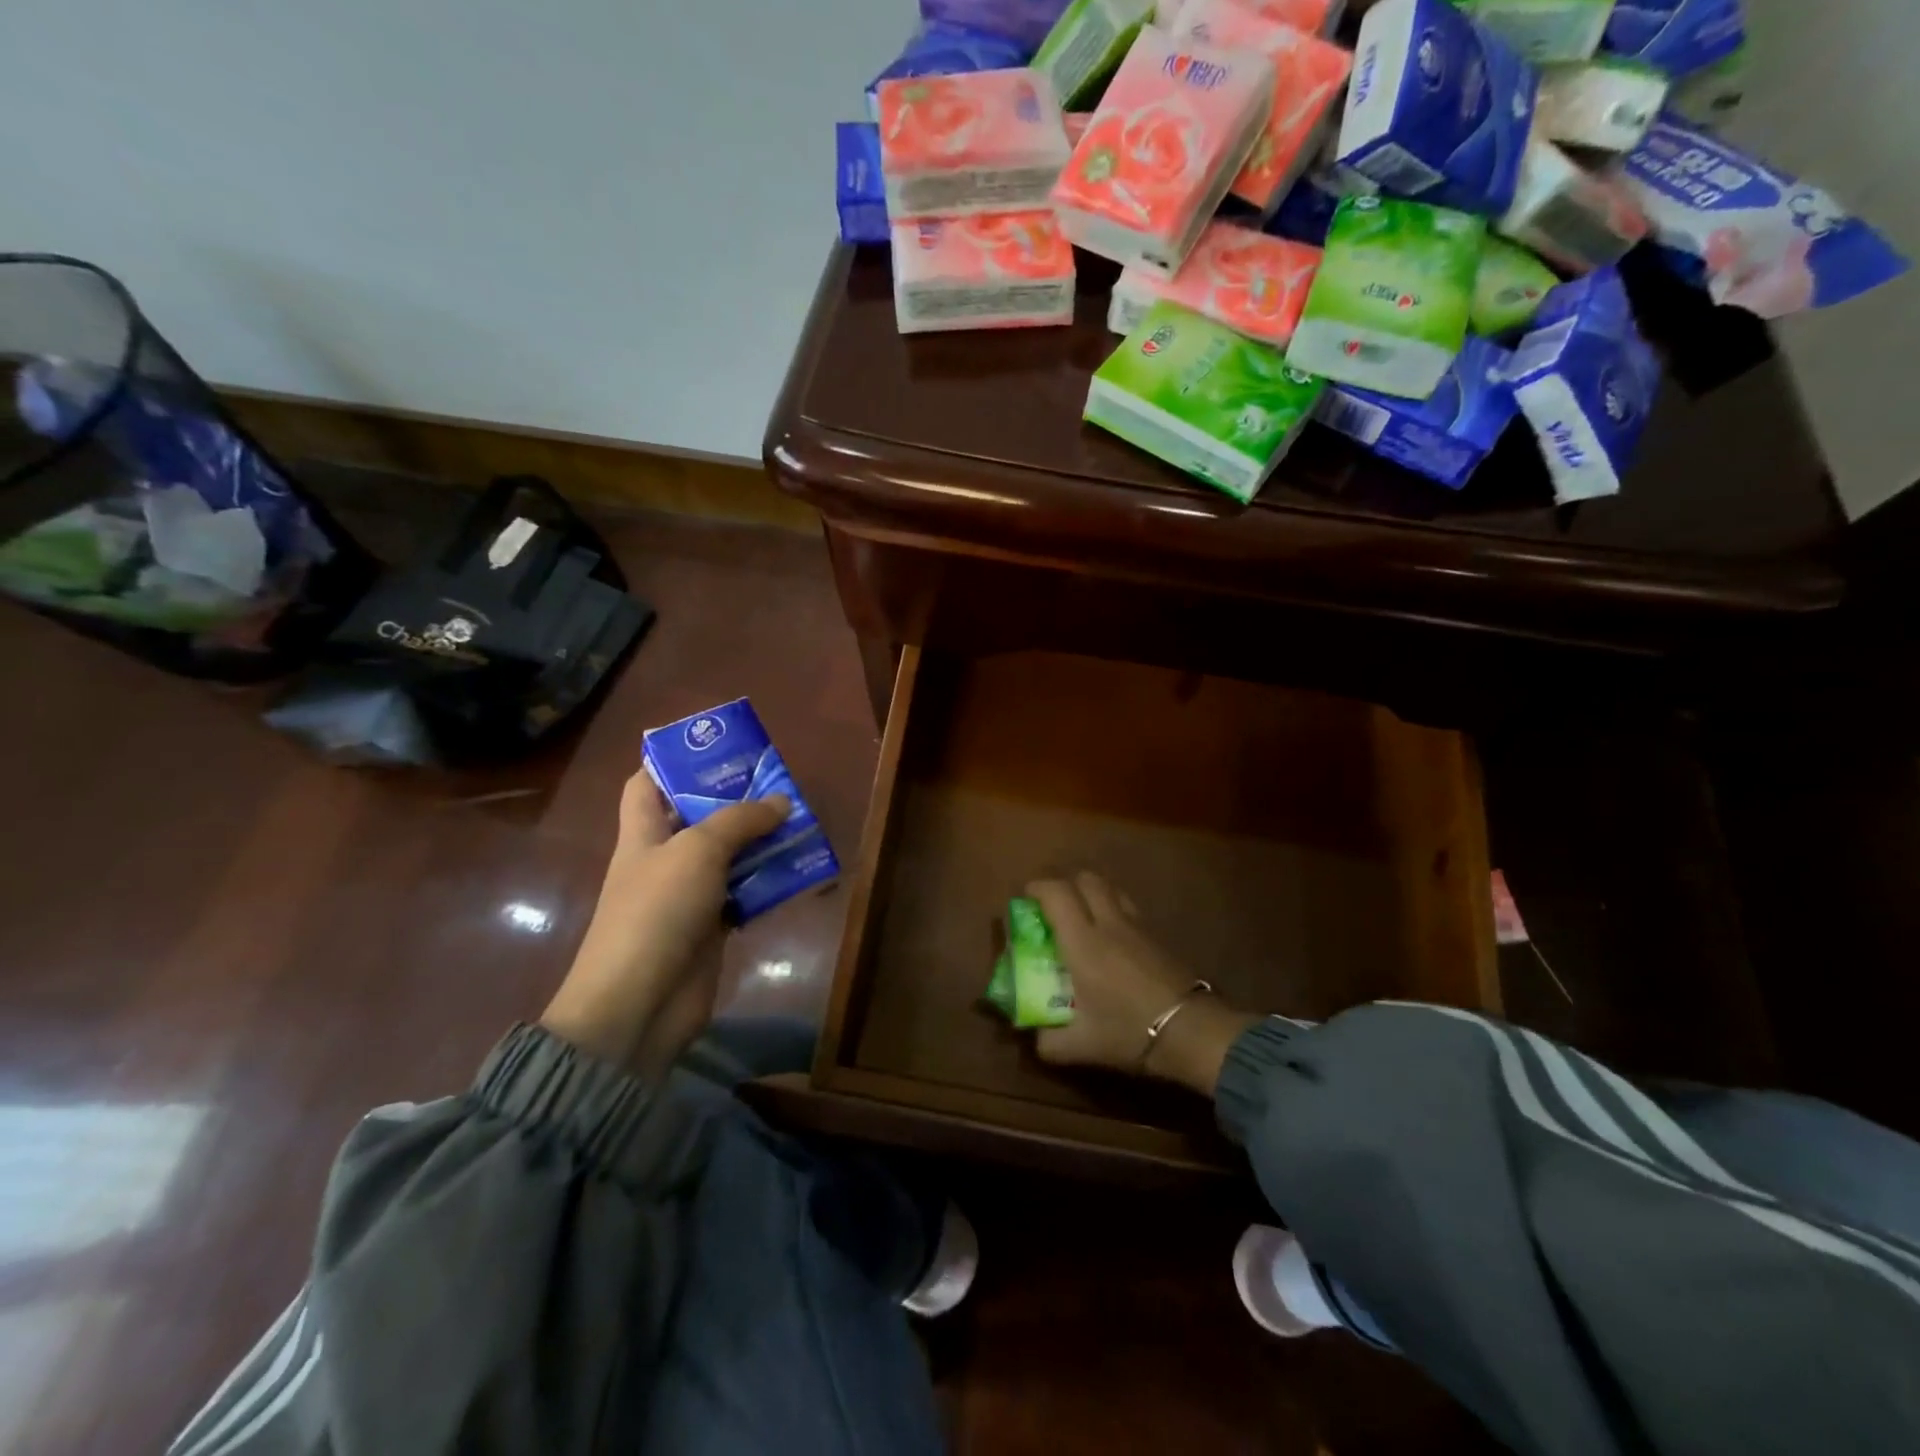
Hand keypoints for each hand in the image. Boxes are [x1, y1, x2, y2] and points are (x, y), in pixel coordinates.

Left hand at [540, 770, 789, 1074]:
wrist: (639, 1004)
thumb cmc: (656, 912)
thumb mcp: (697, 851)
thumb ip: (740, 821)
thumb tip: (781, 802)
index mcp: (643, 833)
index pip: (646, 784)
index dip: (671, 761)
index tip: (714, 747)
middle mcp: (664, 859)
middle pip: (698, 817)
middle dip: (735, 798)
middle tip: (777, 780)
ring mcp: (687, 896)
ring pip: (728, 856)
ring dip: (760, 841)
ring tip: (799, 819)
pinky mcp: (711, 928)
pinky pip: (743, 895)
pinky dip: (767, 883)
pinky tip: (797, 869)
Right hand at [1027, 872, 1259, 1095]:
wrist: (1191, 1031)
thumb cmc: (1130, 1032)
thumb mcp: (1080, 1046)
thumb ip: (1048, 1042)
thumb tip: (1034, 1038)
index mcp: (1082, 943)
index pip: (1056, 894)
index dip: (1037, 889)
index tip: (1025, 899)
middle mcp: (1108, 924)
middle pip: (1086, 880)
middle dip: (1064, 884)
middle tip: (1052, 906)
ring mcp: (1136, 926)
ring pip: (1110, 888)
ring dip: (1091, 892)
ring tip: (1081, 915)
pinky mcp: (1157, 936)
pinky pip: (1128, 907)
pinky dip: (1113, 908)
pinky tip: (1111, 936)